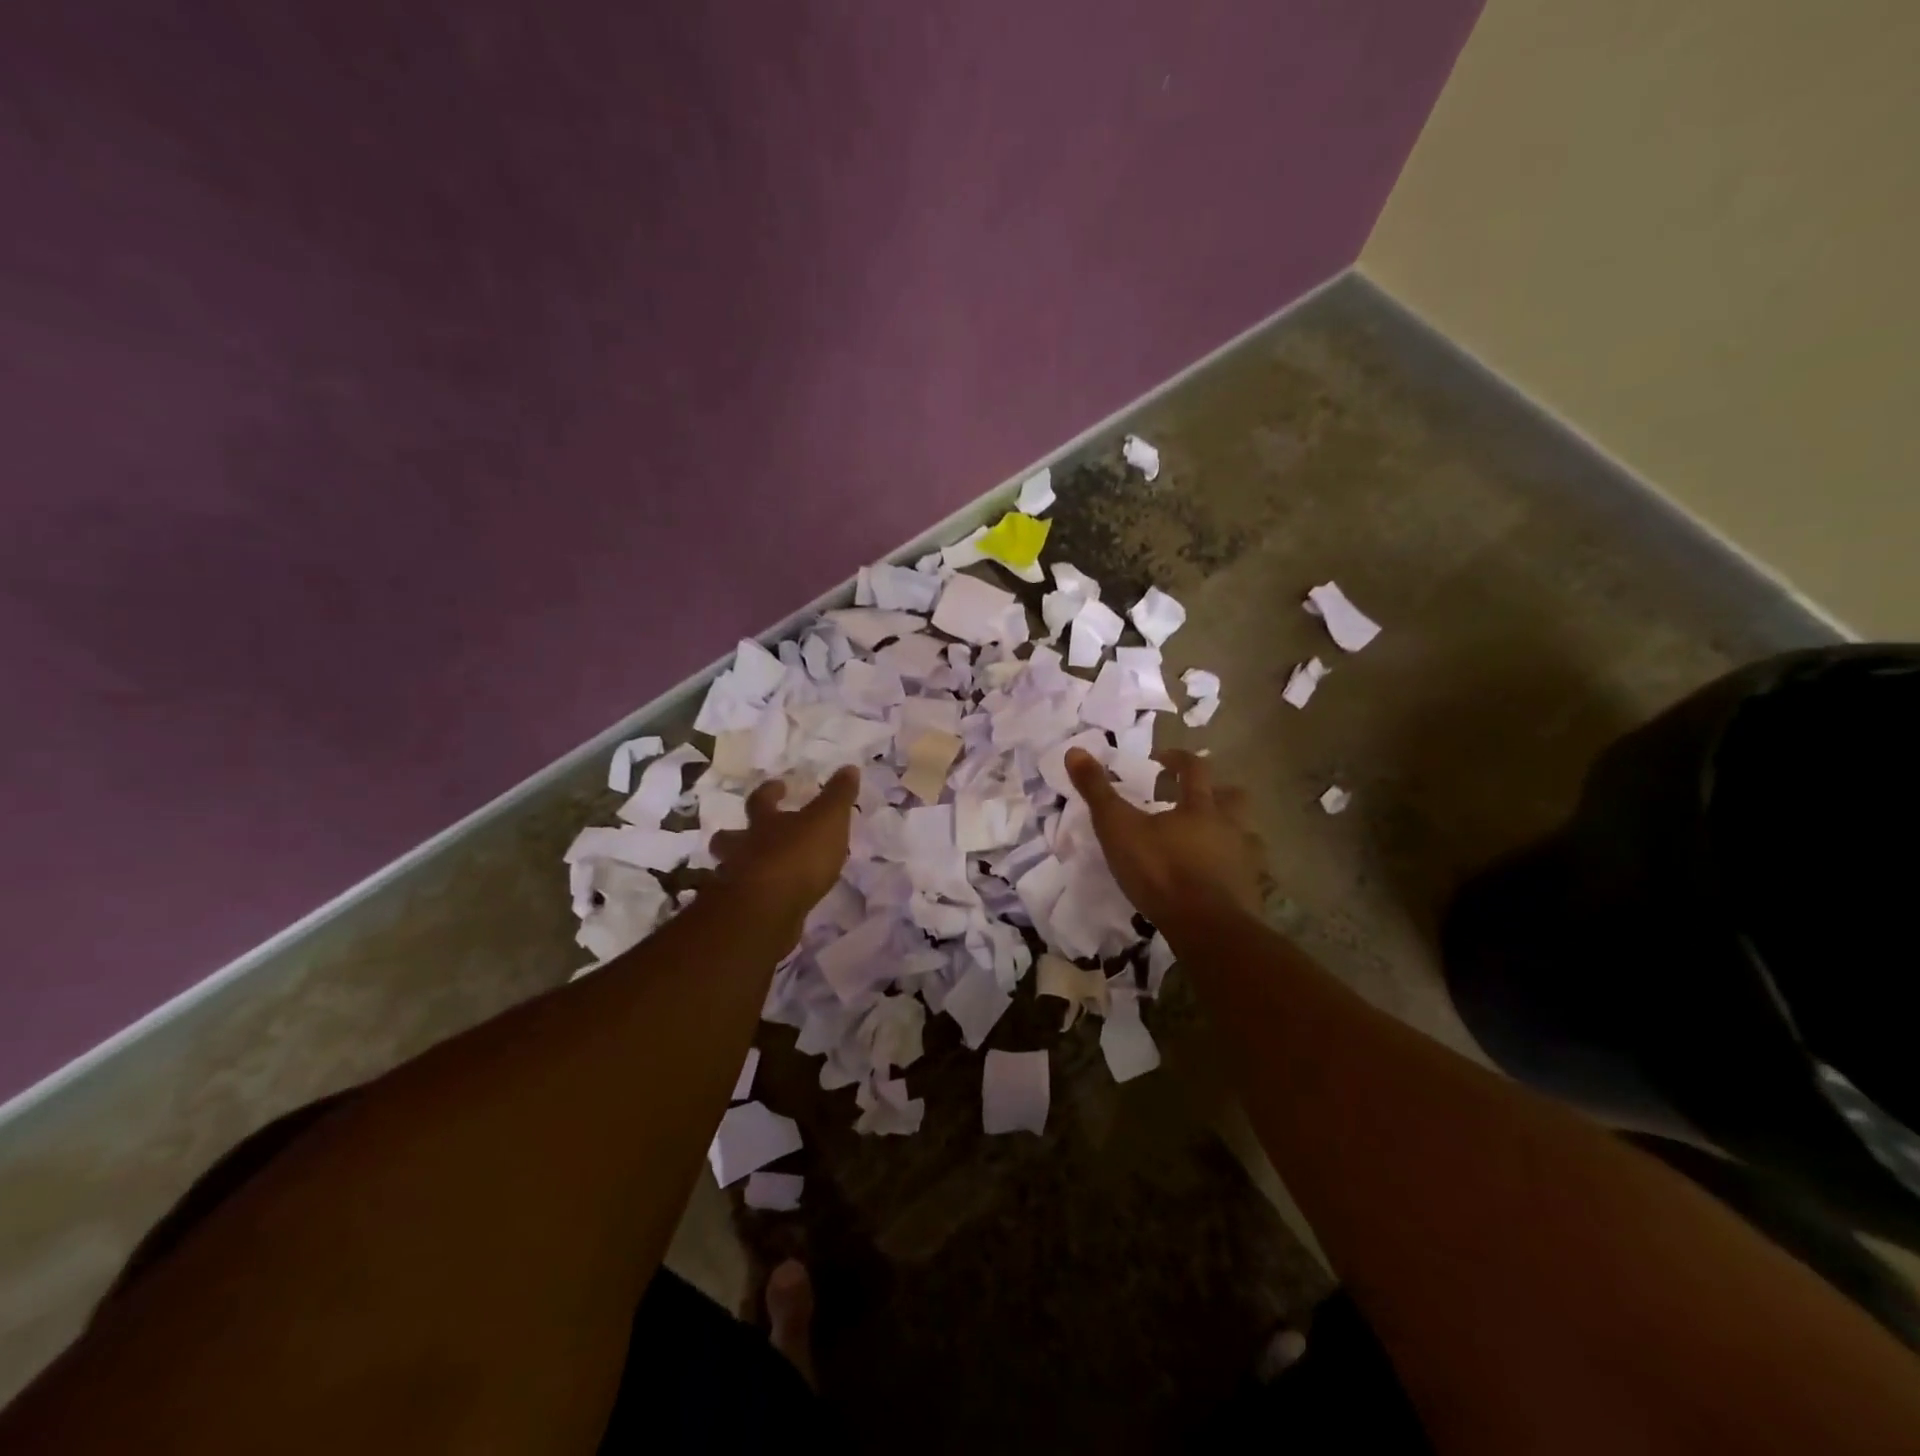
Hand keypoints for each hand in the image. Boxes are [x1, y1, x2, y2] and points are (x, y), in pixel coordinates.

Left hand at [708, 767, 859, 928]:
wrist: (765, 910)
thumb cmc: (798, 857)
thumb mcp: (828, 820)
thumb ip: (838, 796)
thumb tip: (849, 767)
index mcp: (764, 823)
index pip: (761, 800)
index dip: (770, 791)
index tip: (779, 786)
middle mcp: (743, 849)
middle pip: (729, 838)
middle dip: (735, 835)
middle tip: (747, 836)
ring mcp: (735, 882)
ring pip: (729, 870)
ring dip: (740, 870)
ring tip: (757, 875)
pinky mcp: (739, 914)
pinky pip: (741, 902)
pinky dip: (750, 901)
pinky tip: (764, 906)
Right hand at [1066, 748, 1266, 930]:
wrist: (1206, 927)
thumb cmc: (1160, 871)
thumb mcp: (1118, 829)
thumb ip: (1098, 792)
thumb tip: (1074, 750)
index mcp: (1200, 807)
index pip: (1194, 769)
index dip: (1177, 759)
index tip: (1161, 760)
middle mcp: (1230, 826)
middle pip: (1233, 798)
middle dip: (1217, 792)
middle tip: (1195, 800)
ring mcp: (1245, 860)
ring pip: (1246, 835)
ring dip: (1230, 832)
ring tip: (1209, 842)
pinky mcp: (1250, 892)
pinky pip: (1247, 872)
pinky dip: (1233, 870)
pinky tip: (1217, 881)